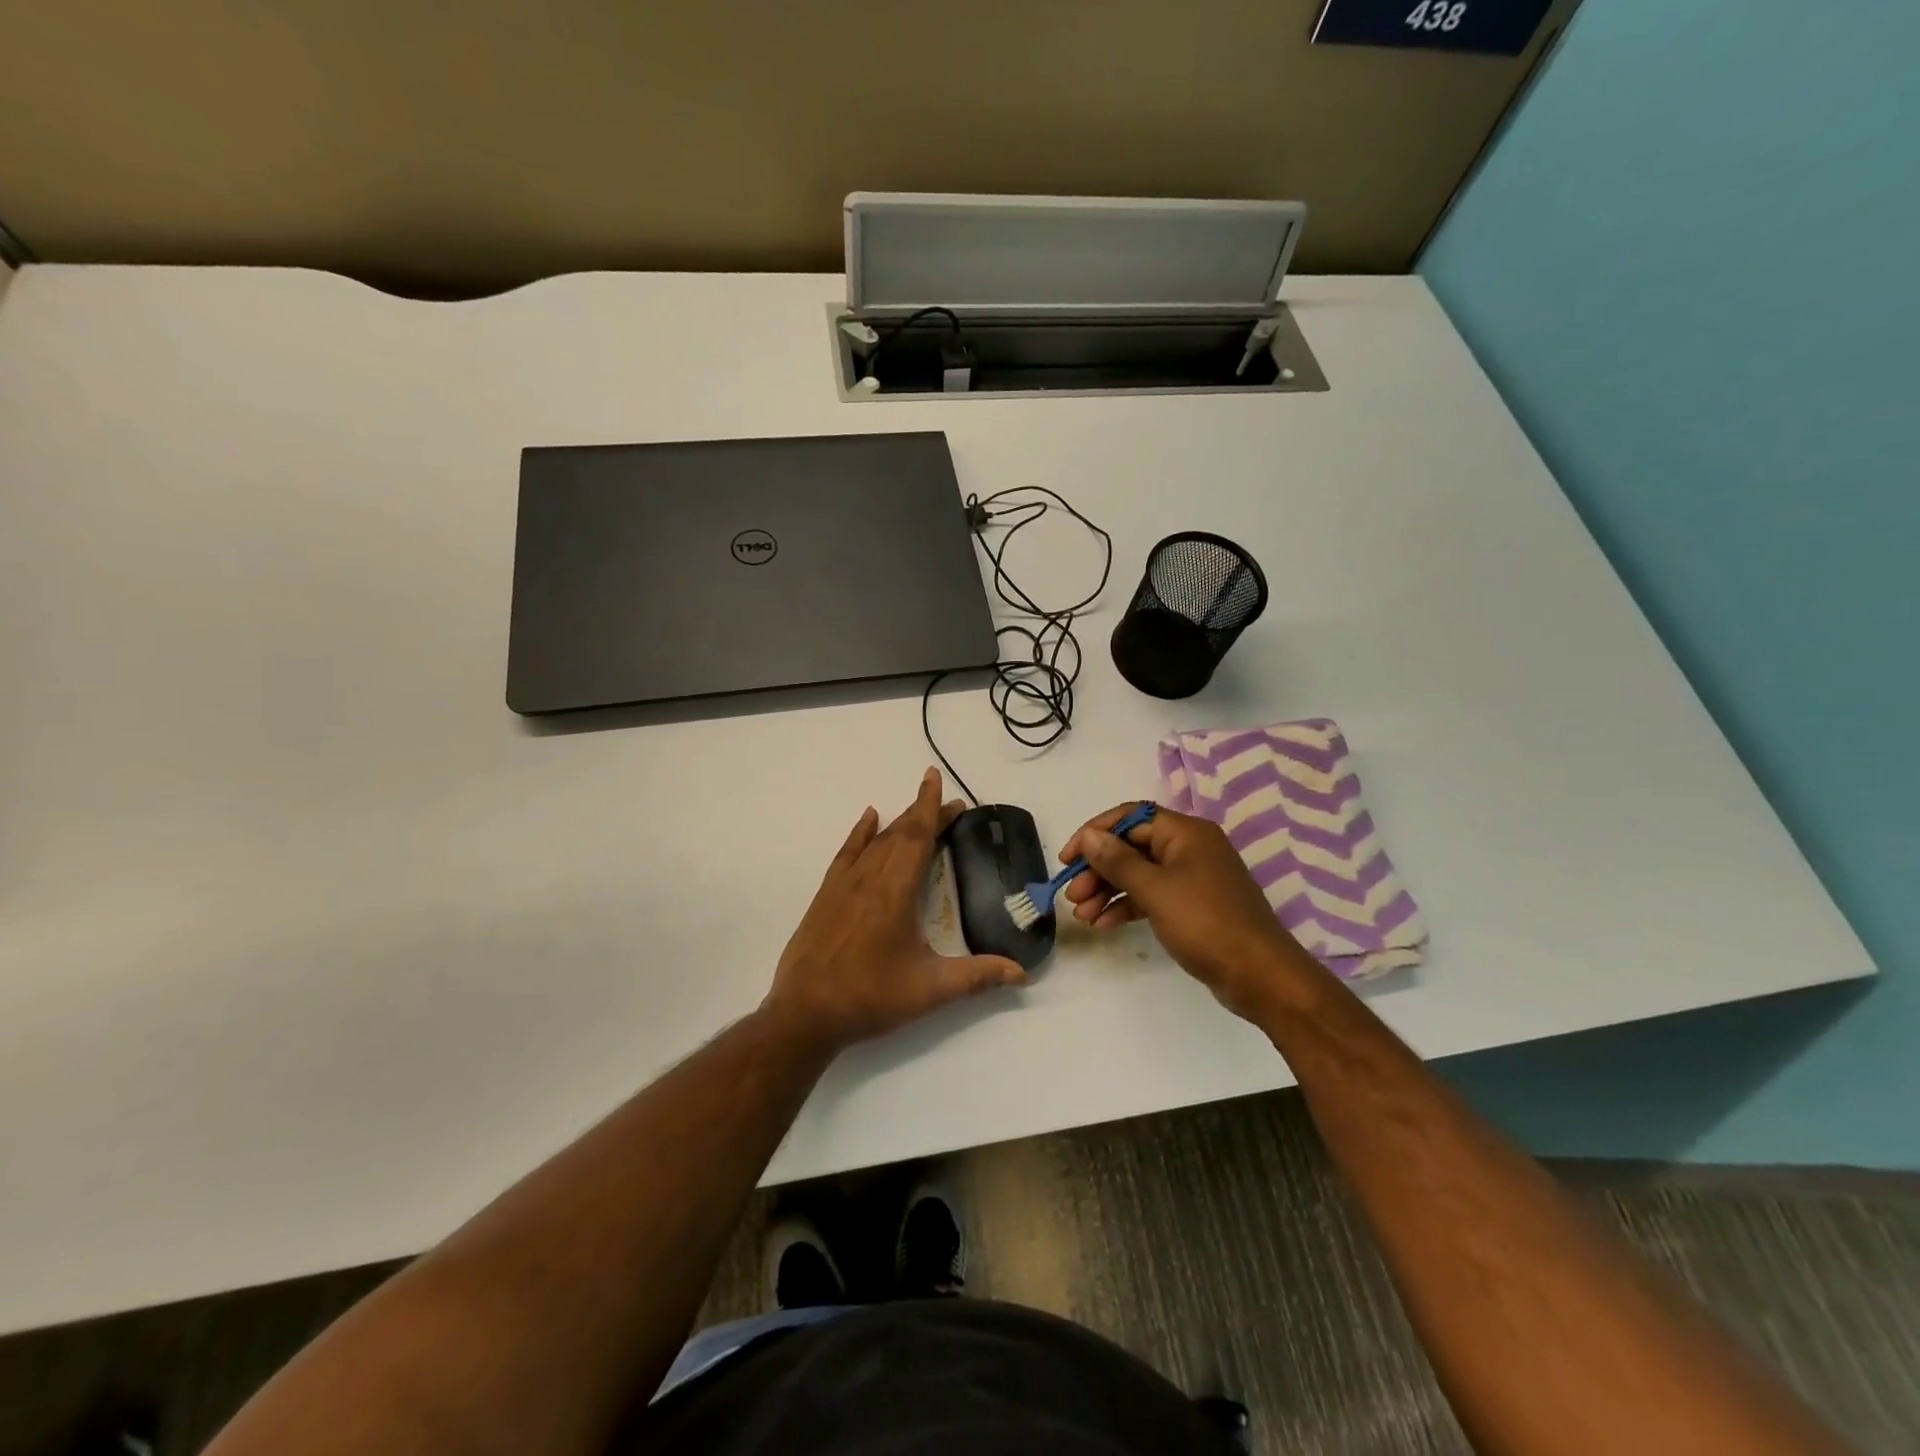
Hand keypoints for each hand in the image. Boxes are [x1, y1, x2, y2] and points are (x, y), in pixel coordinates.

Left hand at [763, 768, 1025, 1053]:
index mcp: (896, 891)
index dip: (931, 806)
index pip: (918, 836)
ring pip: (876, 841)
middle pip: (901, 834)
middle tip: (951, 806)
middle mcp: (869, 878)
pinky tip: (869, 818)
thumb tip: (1022, 973)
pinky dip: (860, 833)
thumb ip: (977, 976)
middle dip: (926, 814)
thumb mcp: (931, 990)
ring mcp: (843, 884)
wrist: (805, 1014)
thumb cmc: (870, 998)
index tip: (936, 778)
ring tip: (919, 811)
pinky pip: (847, 852)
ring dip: (900, 822)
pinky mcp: (825, 895)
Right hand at [1059, 803, 1319, 1019]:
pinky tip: (1103, 924)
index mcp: (1185, 832)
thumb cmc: (1206, 924)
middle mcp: (1189, 847)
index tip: (1067, 858)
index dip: (1094, 833)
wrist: (1260, 976)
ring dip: (1108, 890)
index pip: (1129, 817)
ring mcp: (1192, 877)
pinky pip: (1152, 896)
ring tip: (1082, 915)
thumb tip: (1089, 836)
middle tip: (1072, 894)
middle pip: (1131, 846)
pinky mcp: (1193, 905)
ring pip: (1139, 873)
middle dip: (1098, 869)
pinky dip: (1127, 906)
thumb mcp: (1155, 890)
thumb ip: (1117, 861)